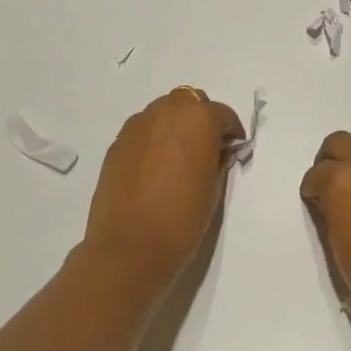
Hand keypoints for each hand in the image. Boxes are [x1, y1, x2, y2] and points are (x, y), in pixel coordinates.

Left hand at [83, 88, 243, 294]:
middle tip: (204, 148)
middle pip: (189, 102)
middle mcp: (168, 110)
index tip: (232, 151)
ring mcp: (139, 124)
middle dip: (200, 119)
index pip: (223, 114)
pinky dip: (152, 140)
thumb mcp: (214, 187)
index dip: (231, 133)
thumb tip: (216, 151)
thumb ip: (218, 159)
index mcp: (199, 117)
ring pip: (163, 112)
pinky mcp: (117, 142)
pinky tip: (153, 168)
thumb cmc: (182, 218)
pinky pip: (143, 131)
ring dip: (174, 125)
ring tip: (176, 157)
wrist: (130, 247)